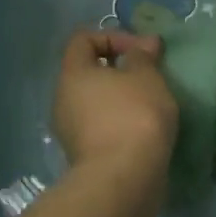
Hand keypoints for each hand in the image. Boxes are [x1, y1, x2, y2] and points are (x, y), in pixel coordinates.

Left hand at [52, 29, 177, 178]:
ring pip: (96, 102)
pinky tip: (145, 130)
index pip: (83, 39)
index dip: (113, 36)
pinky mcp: (83, 156)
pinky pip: (101, 126)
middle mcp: (63, 99)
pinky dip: (120, 123)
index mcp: (72, 74)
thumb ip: (143, 55)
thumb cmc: (134, 116)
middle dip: (120, 70)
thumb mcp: (146, 77)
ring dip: (122, 99)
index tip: (141, 50)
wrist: (124, 180)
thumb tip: (144, 43)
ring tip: (152, 104)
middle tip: (150, 76)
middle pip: (88, 72)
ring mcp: (70, 131)